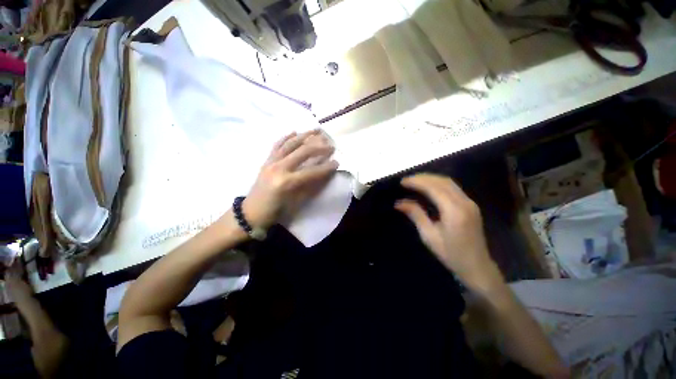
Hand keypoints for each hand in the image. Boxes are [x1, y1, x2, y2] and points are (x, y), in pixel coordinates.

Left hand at [242, 130, 338, 228]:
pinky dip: (286, 137)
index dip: (326, 167)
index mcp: (287, 181)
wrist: (251, 212)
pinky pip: (277, 145)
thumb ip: (310, 187)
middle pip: (303, 152)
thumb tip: (323, 175)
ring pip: (290, 144)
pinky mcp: (266, 160)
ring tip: (316, 130)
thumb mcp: (295, 203)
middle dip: (319, 148)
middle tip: (330, 145)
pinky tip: (294, 131)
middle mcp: (279, 167)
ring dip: (304, 136)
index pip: (312, 171)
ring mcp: (271, 162)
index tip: (337, 162)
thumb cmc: (276, 211)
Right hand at [395, 174, 501, 290]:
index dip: (417, 182)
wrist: (477, 267)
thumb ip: (415, 214)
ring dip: (431, 178)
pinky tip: (428, 187)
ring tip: (415, 181)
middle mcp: (464, 202)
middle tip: (406, 180)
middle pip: (442, 181)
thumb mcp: (429, 236)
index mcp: (454, 211)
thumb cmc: (451, 254)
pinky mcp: (470, 205)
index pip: (433, 188)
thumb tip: (398, 203)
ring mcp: (470, 203)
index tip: (402, 181)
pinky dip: (438, 183)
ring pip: (449, 182)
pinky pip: (453, 188)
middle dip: (423, 177)